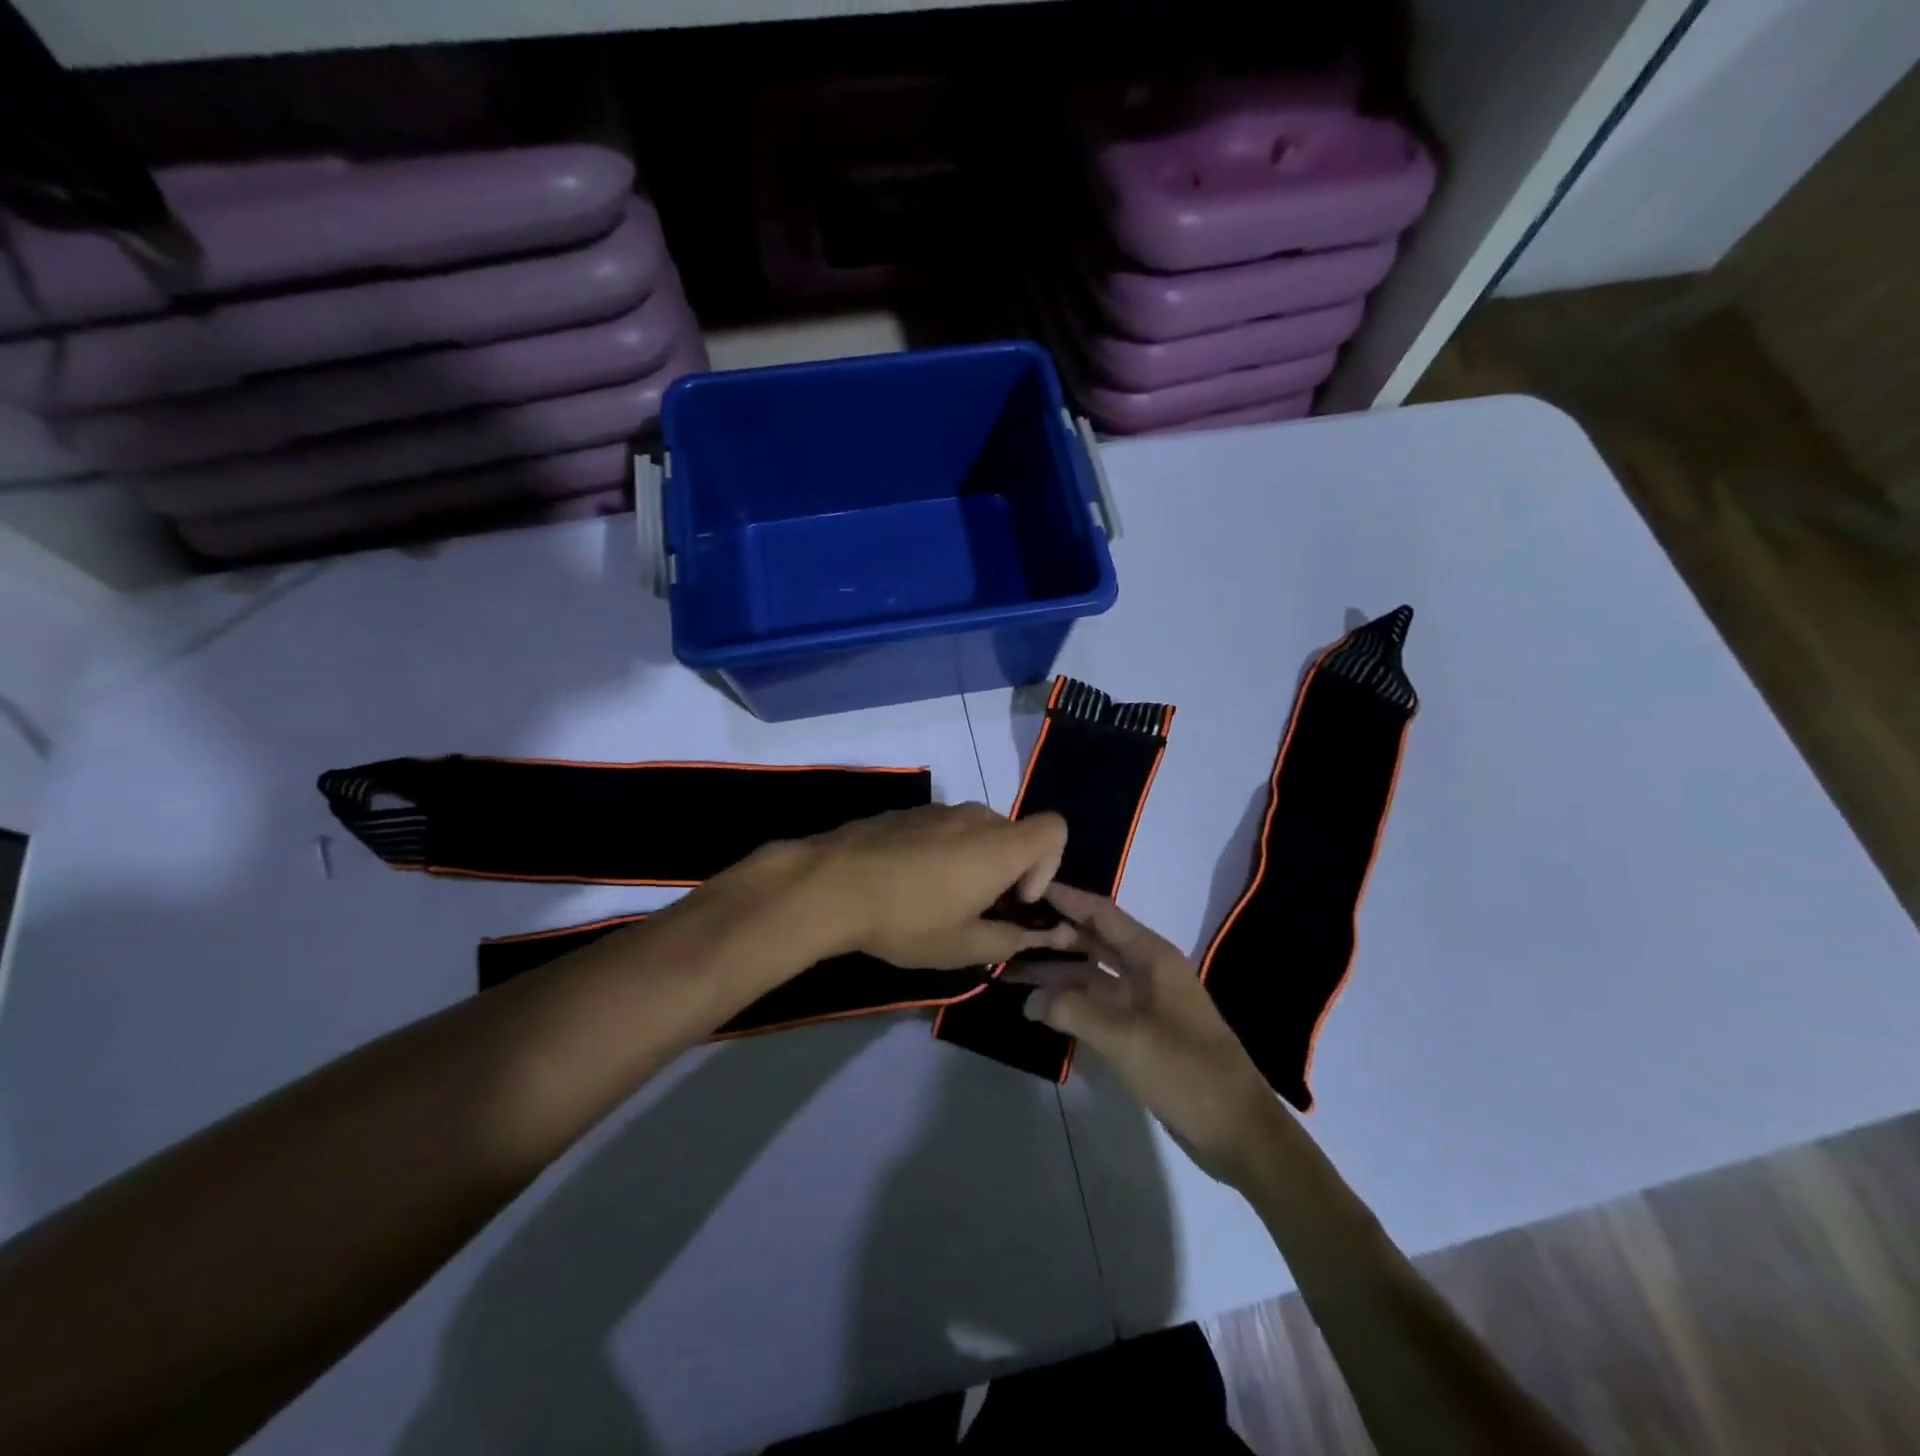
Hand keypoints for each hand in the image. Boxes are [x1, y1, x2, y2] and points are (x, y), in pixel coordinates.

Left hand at [799, 803, 1079, 968]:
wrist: (830, 884)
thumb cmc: (907, 919)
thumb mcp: (963, 945)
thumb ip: (1013, 939)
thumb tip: (1047, 935)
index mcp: (1000, 845)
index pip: (1055, 829)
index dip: (1049, 865)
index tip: (1017, 899)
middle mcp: (976, 817)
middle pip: (1014, 835)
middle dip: (1008, 871)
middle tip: (976, 911)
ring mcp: (939, 810)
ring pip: (977, 832)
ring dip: (973, 862)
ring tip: (937, 900)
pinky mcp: (908, 812)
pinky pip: (944, 828)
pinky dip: (943, 852)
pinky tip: (907, 883)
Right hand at [1015, 885, 1285, 1185]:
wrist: (1237, 1130)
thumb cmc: (1186, 1071)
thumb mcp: (1125, 1038)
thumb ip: (1074, 1011)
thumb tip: (1029, 999)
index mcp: (1152, 957)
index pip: (1102, 914)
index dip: (1066, 899)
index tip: (1027, 887)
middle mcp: (1146, 970)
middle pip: (1093, 941)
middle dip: (1053, 937)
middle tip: (1007, 933)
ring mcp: (1143, 1001)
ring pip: (1091, 974)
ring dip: (1056, 973)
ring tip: (1010, 972)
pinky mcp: (1139, 1030)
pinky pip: (1097, 1003)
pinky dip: (1069, 1002)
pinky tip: (1039, 1007)